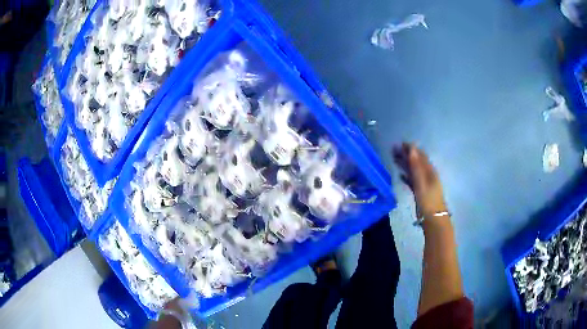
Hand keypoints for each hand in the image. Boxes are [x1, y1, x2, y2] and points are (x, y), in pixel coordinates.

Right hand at [393, 143, 446, 218]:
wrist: (433, 218)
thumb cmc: (428, 199)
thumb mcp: (421, 182)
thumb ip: (416, 166)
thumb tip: (412, 148)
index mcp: (429, 171)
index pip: (420, 155)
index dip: (411, 148)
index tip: (399, 143)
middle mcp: (427, 175)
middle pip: (416, 162)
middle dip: (406, 155)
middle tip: (393, 150)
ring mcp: (423, 183)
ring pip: (413, 171)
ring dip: (404, 164)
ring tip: (394, 159)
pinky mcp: (420, 191)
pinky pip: (412, 181)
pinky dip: (406, 176)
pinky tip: (400, 176)